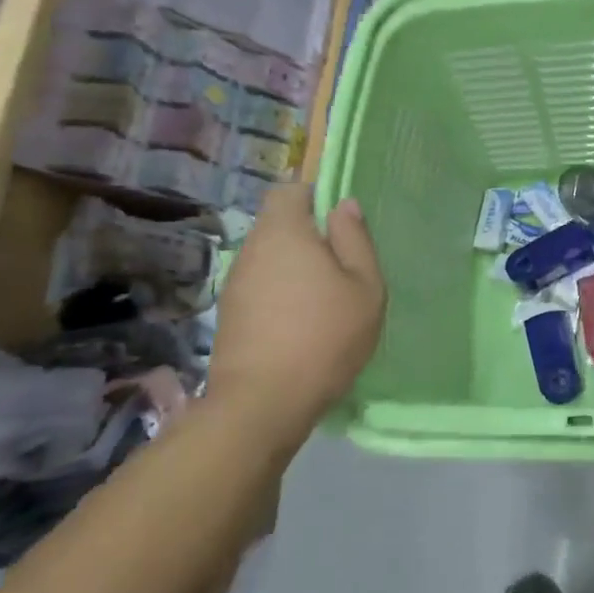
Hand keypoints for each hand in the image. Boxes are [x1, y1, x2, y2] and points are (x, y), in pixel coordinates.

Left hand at [207, 184, 385, 451]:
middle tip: (342, 267)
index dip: (314, 197)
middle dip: (308, 237)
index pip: (289, 190)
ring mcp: (235, 284)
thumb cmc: (325, 335)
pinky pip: (260, 288)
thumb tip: (343, 205)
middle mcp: (252, 250)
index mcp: (284, 232)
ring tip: (324, 300)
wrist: (263, 402)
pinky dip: (280, 295)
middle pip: (278, 225)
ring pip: (270, 259)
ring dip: (294, 269)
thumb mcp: (364, 285)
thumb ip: (354, 239)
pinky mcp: (229, 315)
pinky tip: (301, 325)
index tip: (340, 223)